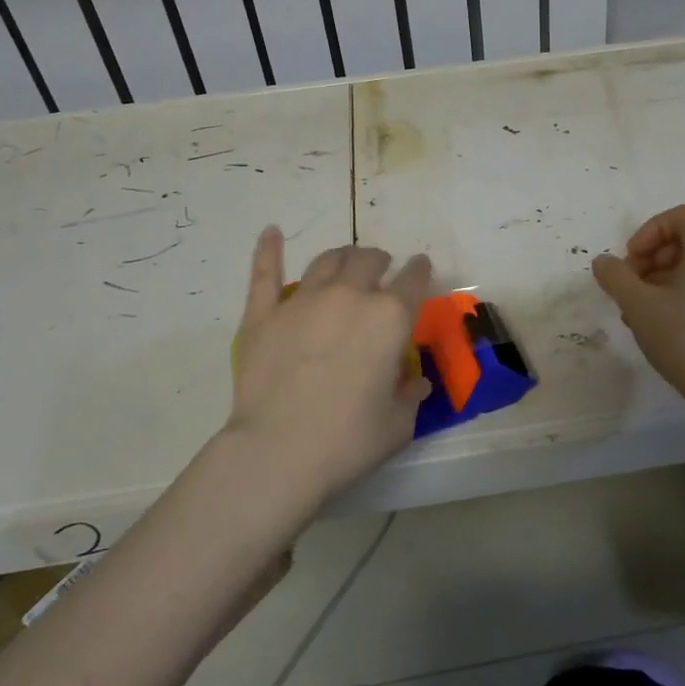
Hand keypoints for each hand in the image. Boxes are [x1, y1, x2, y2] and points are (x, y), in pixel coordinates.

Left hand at [228, 227, 432, 503]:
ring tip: (344, 260)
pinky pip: (266, 274)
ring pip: (327, 261)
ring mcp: (303, 301)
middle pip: (368, 260)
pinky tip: (271, 232)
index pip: (413, 280)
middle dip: (379, 260)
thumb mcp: (398, 424)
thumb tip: (416, 384)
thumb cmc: (348, 441)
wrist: (278, 452)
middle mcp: (349, 296)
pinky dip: (269, 250)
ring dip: (342, 256)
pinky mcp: (264, 314)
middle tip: (380, 268)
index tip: (421, 266)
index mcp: (389, 318)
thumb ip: (411, 396)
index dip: (420, 270)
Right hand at [592, 205, 684, 418]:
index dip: (649, 230)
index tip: (632, 260)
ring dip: (654, 281)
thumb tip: (604, 262)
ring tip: (633, 311)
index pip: (680, 215)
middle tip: (629, 286)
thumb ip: (615, 276)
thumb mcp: (639, 303)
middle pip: (682, 240)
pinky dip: (671, 297)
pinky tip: (651, 326)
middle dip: (648, 258)